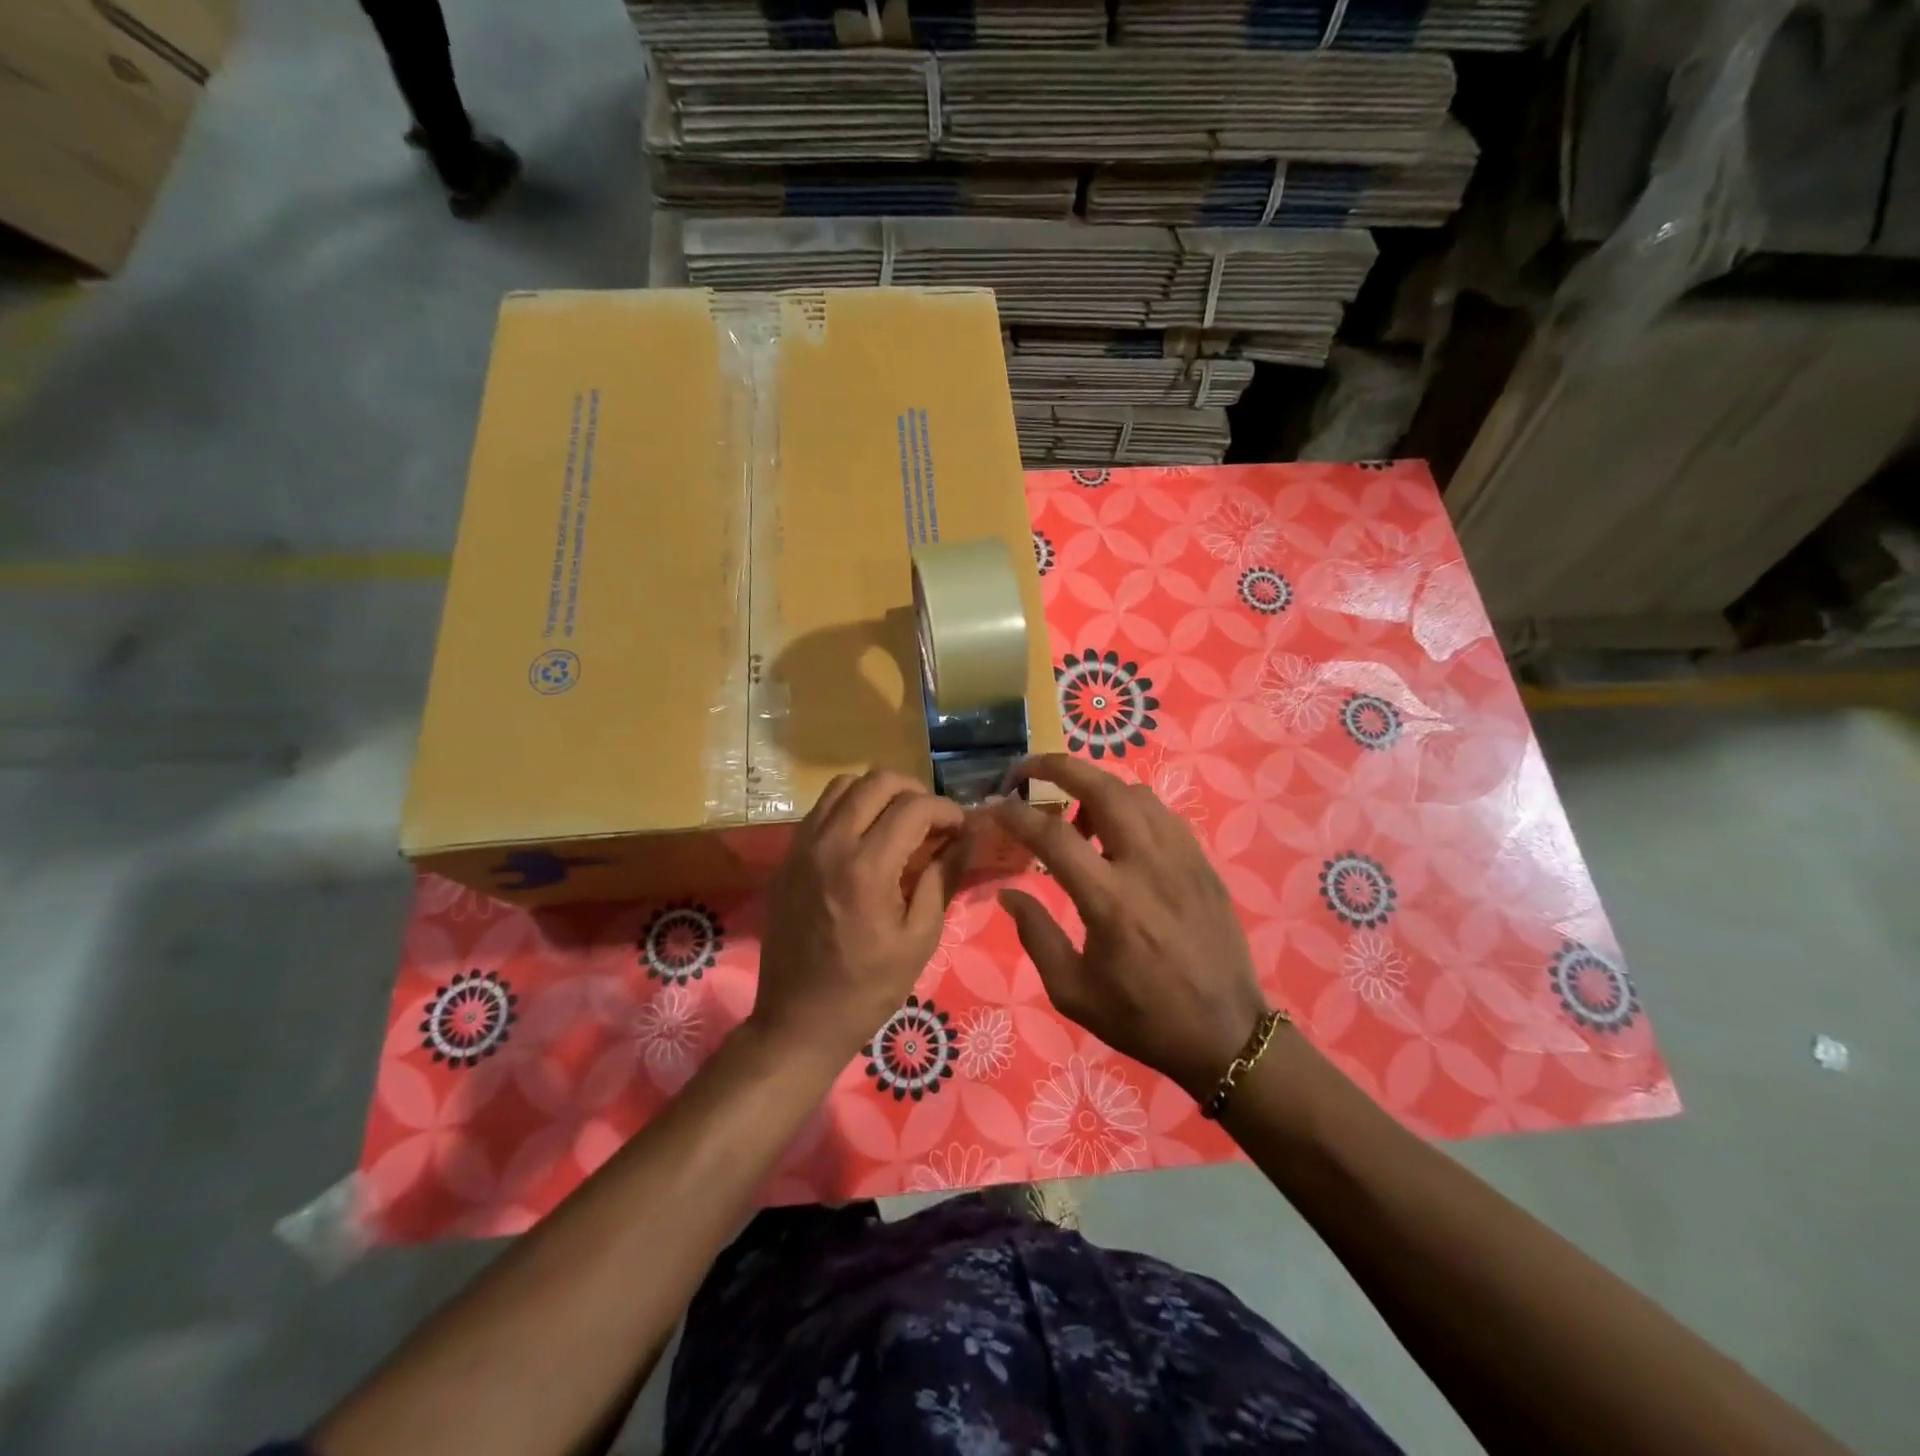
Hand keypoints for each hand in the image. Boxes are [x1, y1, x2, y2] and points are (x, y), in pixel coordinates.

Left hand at [752, 770, 966, 1067]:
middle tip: (934, 821)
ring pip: (843, 786)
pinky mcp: (786, 857)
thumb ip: (944, 878)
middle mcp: (830, 844)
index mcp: (867, 868)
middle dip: (915, 791)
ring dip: (878, 794)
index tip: (963, 829)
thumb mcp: (920, 939)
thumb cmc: (868, 988)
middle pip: (877, 781)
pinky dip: (850, 808)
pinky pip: (821, 810)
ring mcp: (801, 847)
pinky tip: (866, 838)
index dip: (947, 810)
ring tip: (900, 822)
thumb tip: (968, 838)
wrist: (798, 1021)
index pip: (914, 807)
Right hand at [990, 754, 1270, 1102]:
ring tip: (1075, 814)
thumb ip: (1035, 934)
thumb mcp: (1072, 991)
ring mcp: (1181, 858)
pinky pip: (1161, 813)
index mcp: (1110, 902)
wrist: (1226, 1035)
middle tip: (1027, 770)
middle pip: (1101, 788)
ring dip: (1095, 788)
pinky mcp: (1202, 862)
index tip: (994, 806)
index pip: (1053, 835)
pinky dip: (1130, 807)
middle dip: (1057, 767)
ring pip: (1135, 793)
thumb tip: (1008, 891)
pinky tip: (1118, 834)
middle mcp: (1147, 866)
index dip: (1016, 813)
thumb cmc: (1142, 1018)